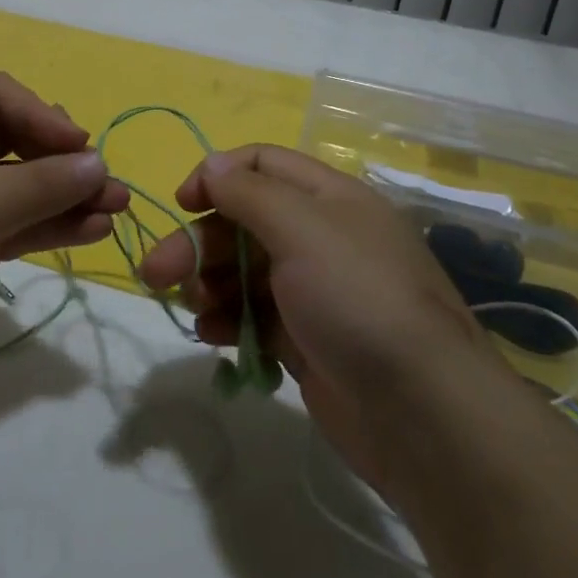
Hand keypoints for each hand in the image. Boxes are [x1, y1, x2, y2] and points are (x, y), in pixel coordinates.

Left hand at [0, 73, 128, 392]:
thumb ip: (43, 183)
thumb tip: (100, 164)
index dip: (41, 114)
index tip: (79, 147)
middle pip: (15, 139)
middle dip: (62, 159)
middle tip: (104, 180)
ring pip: (22, 185)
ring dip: (68, 195)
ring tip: (116, 208)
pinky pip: (18, 222)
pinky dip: (53, 224)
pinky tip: (93, 230)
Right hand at [138, 145, 513, 498]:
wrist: (422, 413)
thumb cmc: (357, 298)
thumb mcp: (302, 229)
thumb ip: (249, 193)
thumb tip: (212, 165)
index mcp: (329, 198)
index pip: (263, 165)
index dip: (218, 175)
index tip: (182, 203)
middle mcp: (321, 237)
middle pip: (243, 221)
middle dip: (198, 242)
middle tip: (156, 272)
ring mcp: (313, 291)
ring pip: (243, 271)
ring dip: (209, 282)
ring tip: (194, 307)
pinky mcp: (306, 339)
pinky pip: (254, 317)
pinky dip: (228, 320)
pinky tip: (211, 334)